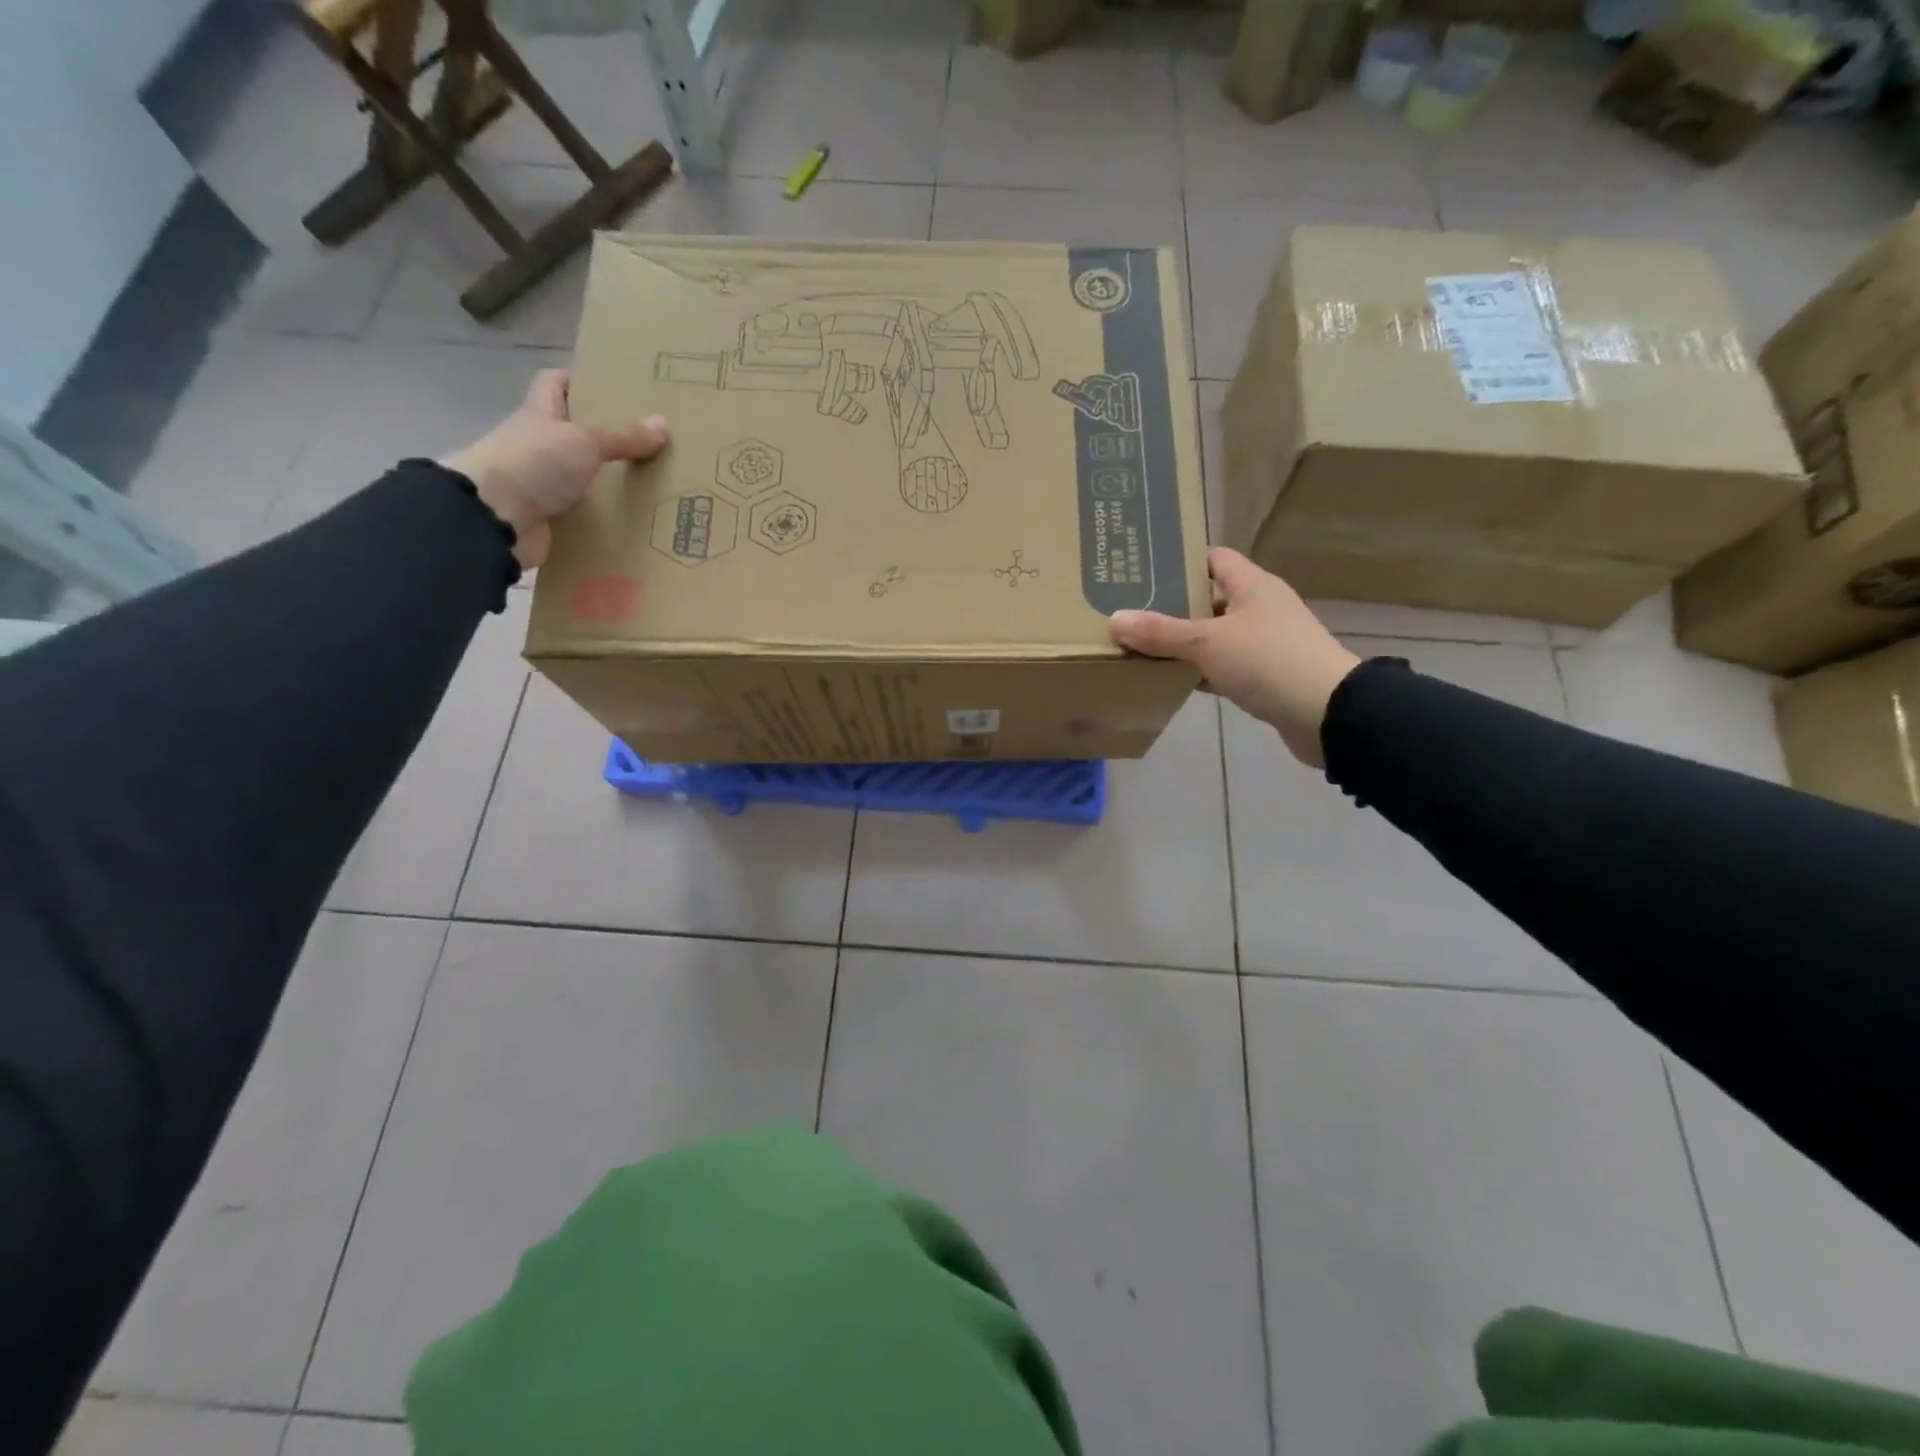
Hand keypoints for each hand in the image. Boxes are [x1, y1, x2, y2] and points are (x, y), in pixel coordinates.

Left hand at [442, 370, 668, 568]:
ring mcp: (539, 482)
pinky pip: (580, 513)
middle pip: (571, 432)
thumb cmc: (535, 463)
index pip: (554, 384)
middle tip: (645, 441)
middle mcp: (537, 444)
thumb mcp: (585, 443)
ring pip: (578, 474)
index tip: (612, 388)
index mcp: (539, 414)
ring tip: (646, 482)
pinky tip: (629, 519)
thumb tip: (664, 424)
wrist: (494, 518)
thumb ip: (624, 437)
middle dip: (604, 436)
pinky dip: (600, 516)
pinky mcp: (546, 517)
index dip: (579, 380)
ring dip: (605, 480)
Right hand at [1110, 548, 1359, 767]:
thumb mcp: (1207, 643)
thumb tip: (1115, 619)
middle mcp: (1261, 607)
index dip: (1180, 563)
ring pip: (1216, 635)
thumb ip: (1161, 632)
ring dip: (1186, 642)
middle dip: (1173, 606)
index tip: (1142, 574)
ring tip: (1143, 647)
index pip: (1213, 558)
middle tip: (1132, 613)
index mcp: (1252, 585)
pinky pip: (1226, 665)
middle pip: (1210, 598)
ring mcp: (1267, 642)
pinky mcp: (1268, 675)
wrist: (1327, 713)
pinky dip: (1202, 670)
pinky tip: (1174, 680)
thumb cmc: (1268, 661)